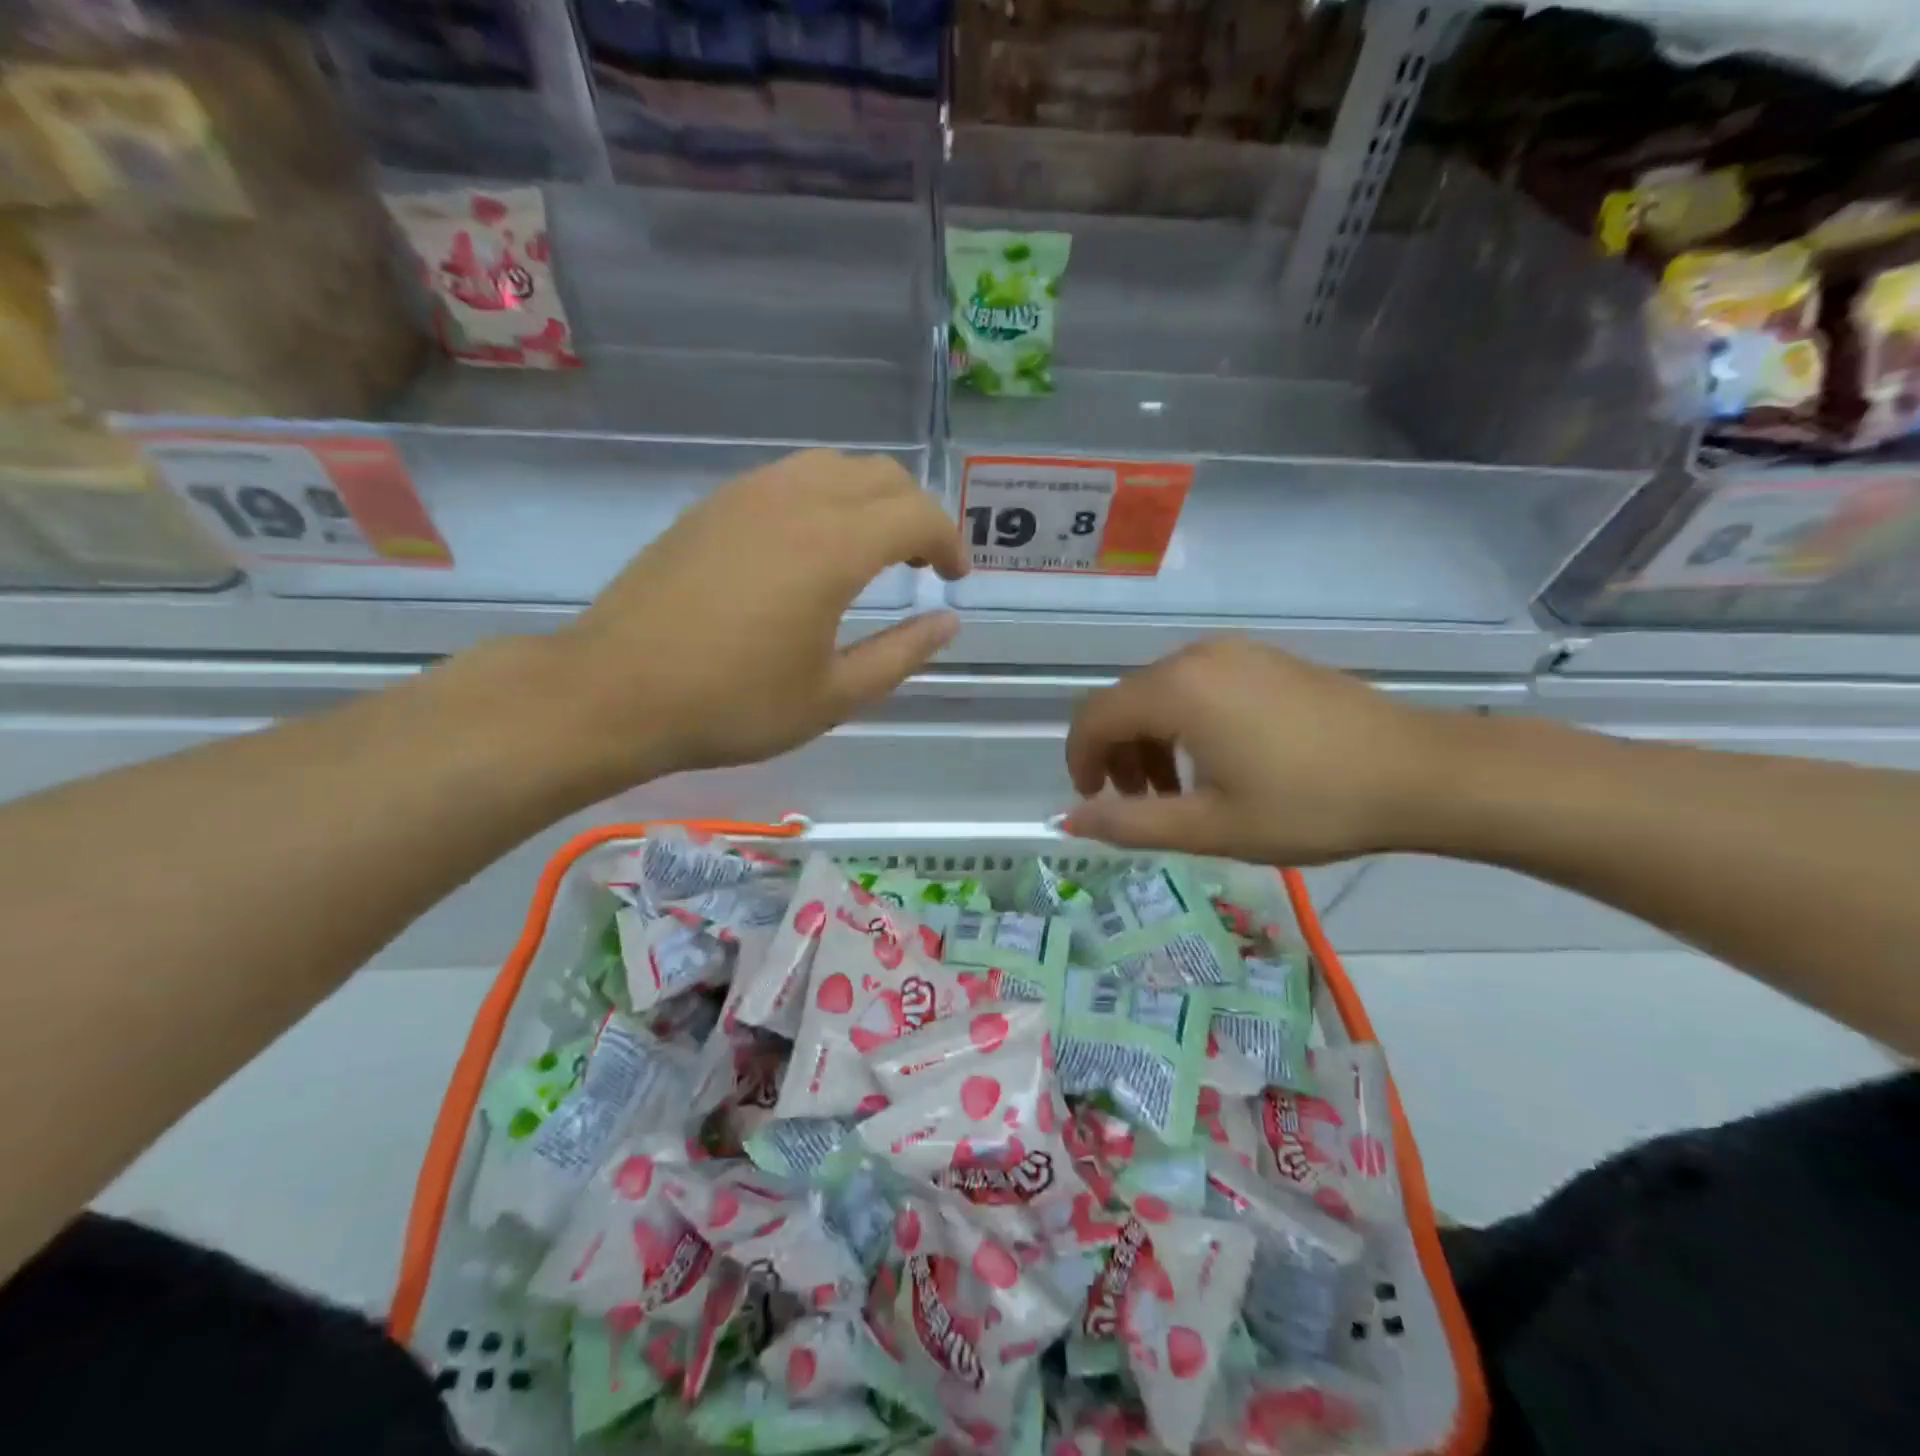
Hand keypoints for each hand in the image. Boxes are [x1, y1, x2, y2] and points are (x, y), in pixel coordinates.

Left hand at [547, 450, 965, 786]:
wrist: (613, 692)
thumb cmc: (732, 705)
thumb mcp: (832, 696)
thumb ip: (900, 654)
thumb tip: (947, 623)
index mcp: (833, 547)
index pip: (916, 514)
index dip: (948, 541)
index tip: (955, 578)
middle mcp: (794, 501)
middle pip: (879, 475)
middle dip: (915, 512)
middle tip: (922, 563)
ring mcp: (746, 496)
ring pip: (831, 466)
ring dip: (868, 497)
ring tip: (872, 549)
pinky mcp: (711, 506)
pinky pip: (787, 478)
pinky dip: (823, 496)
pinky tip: (811, 545)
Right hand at [1063, 638, 1457, 864]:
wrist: (1419, 772)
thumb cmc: (1309, 804)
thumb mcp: (1211, 827)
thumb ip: (1130, 824)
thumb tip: (1069, 821)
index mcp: (1177, 690)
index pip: (1095, 717)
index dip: (1080, 761)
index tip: (1094, 803)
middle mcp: (1197, 657)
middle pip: (1126, 702)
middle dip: (1118, 755)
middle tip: (1141, 807)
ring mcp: (1235, 652)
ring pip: (1162, 693)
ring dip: (1152, 741)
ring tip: (1180, 792)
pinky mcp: (1265, 659)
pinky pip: (1199, 685)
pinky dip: (1185, 723)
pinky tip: (1220, 761)